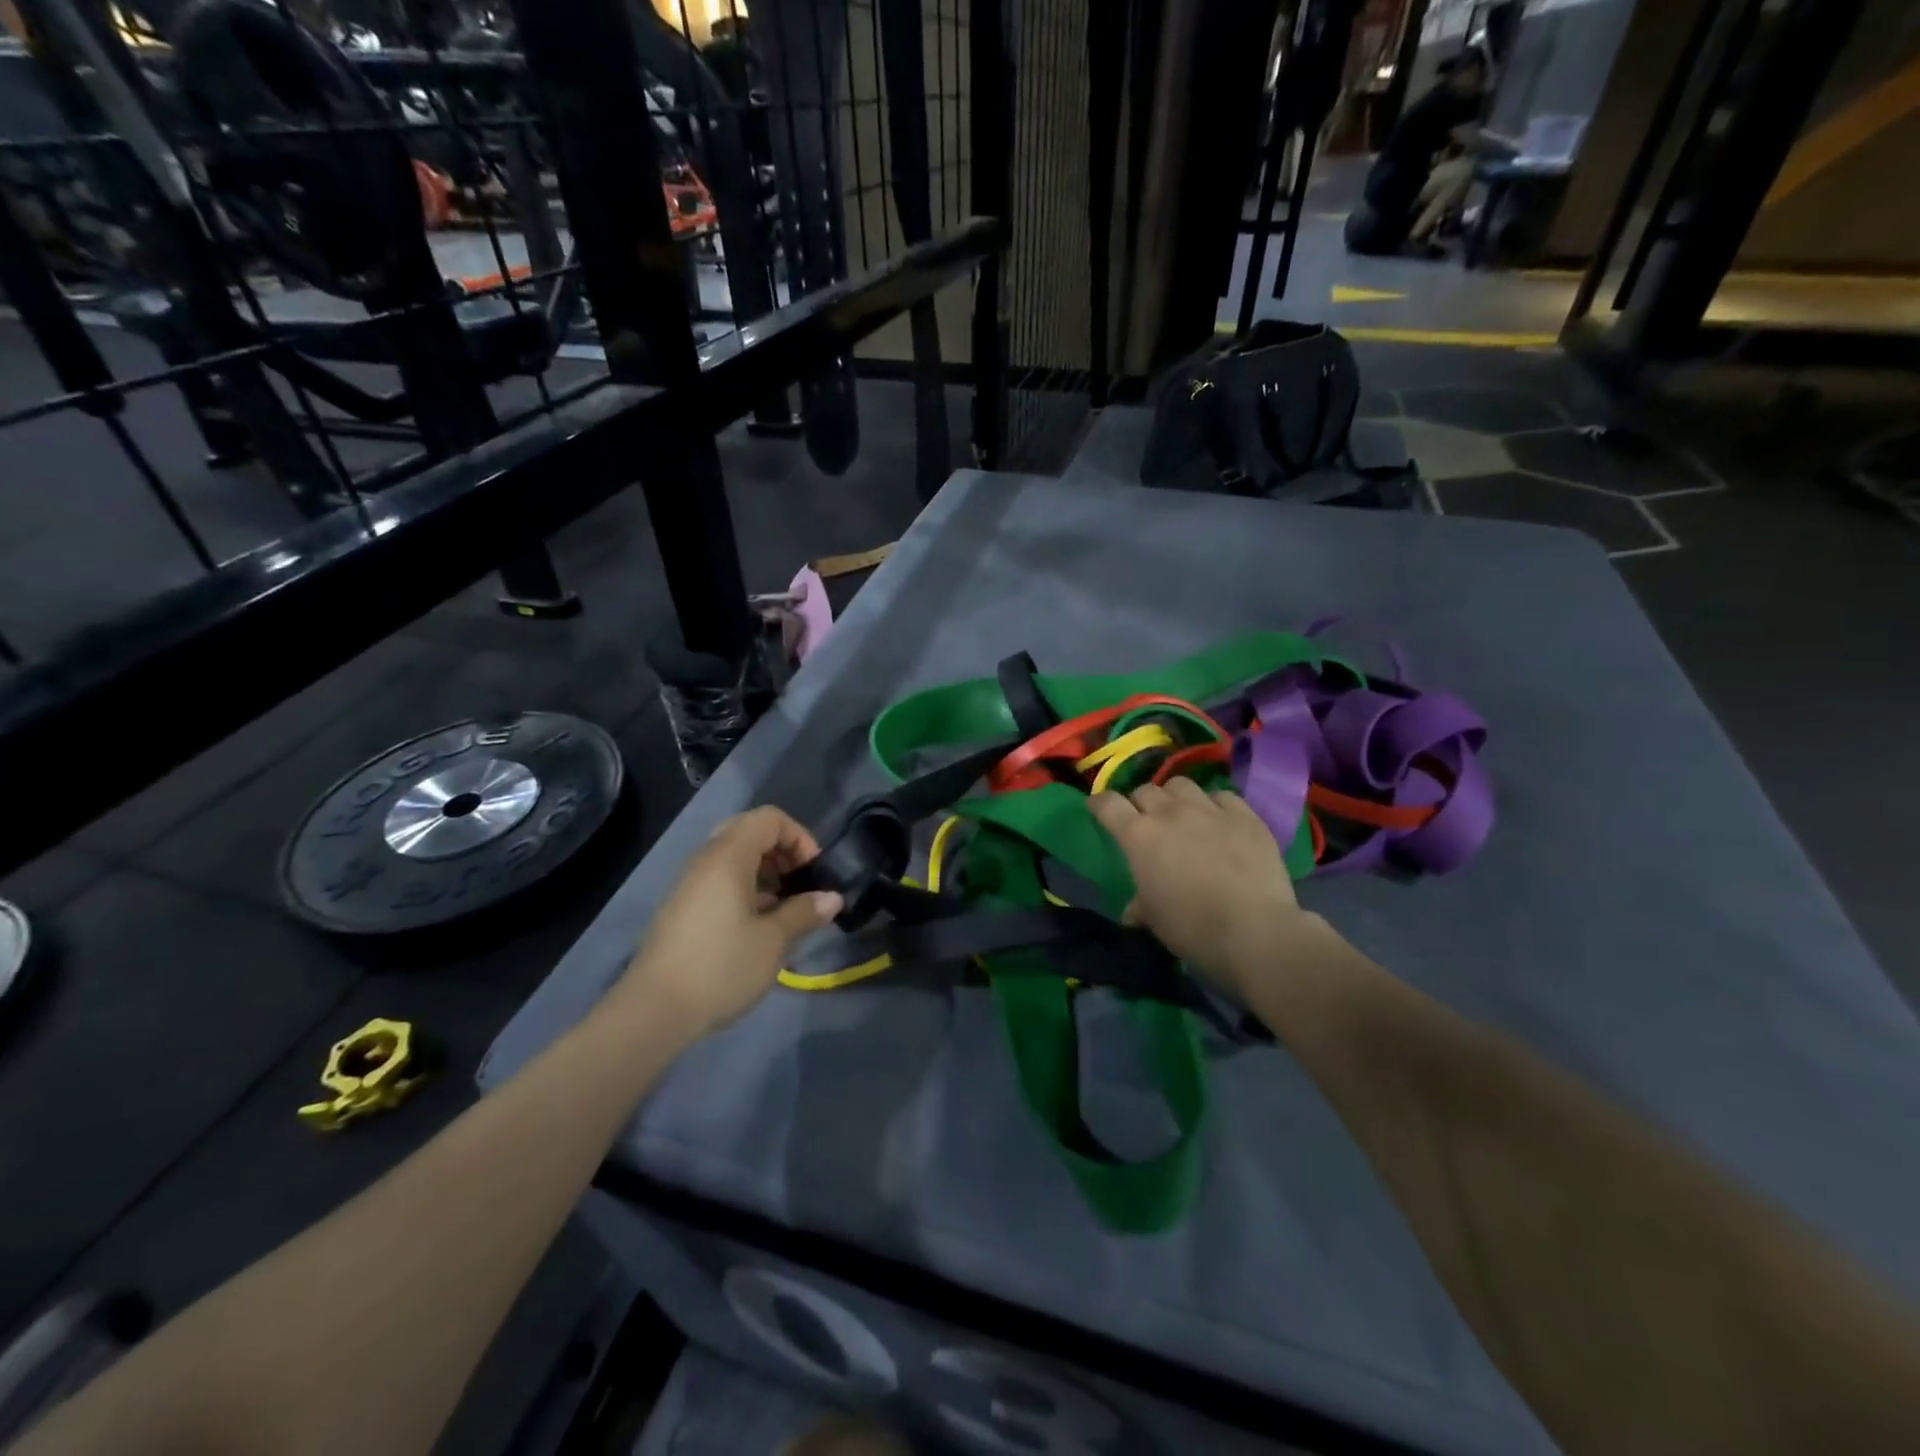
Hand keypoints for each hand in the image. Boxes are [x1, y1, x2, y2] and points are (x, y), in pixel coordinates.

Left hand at [619, 807, 842, 1037]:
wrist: (653, 1011)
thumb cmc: (721, 967)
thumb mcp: (773, 941)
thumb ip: (804, 912)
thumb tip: (832, 898)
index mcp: (728, 856)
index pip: (769, 818)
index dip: (799, 837)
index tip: (812, 873)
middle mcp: (705, 860)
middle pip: (749, 832)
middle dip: (782, 852)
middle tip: (799, 884)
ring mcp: (690, 884)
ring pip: (733, 857)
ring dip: (764, 872)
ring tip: (783, 908)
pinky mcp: (682, 908)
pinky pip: (719, 880)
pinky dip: (745, 889)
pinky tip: (757, 925)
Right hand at [1089, 780, 1329, 1002]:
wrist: (1255, 932)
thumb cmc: (1192, 929)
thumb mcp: (1155, 920)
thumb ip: (1140, 906)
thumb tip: (1133, 911)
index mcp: (1138, 836)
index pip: (1108, 804)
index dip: (1100, 804)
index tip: (1098, 809)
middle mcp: (1170, 813)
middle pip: (1146, 790)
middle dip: (1141, 803)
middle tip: (1147, 822)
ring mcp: (1210, 810)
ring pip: (1181, 784)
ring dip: (1175, 797)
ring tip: (1183, 815)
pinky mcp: (1246, 816)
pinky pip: (1223, 796)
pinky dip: (1215, 805)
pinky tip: (1221, 822)